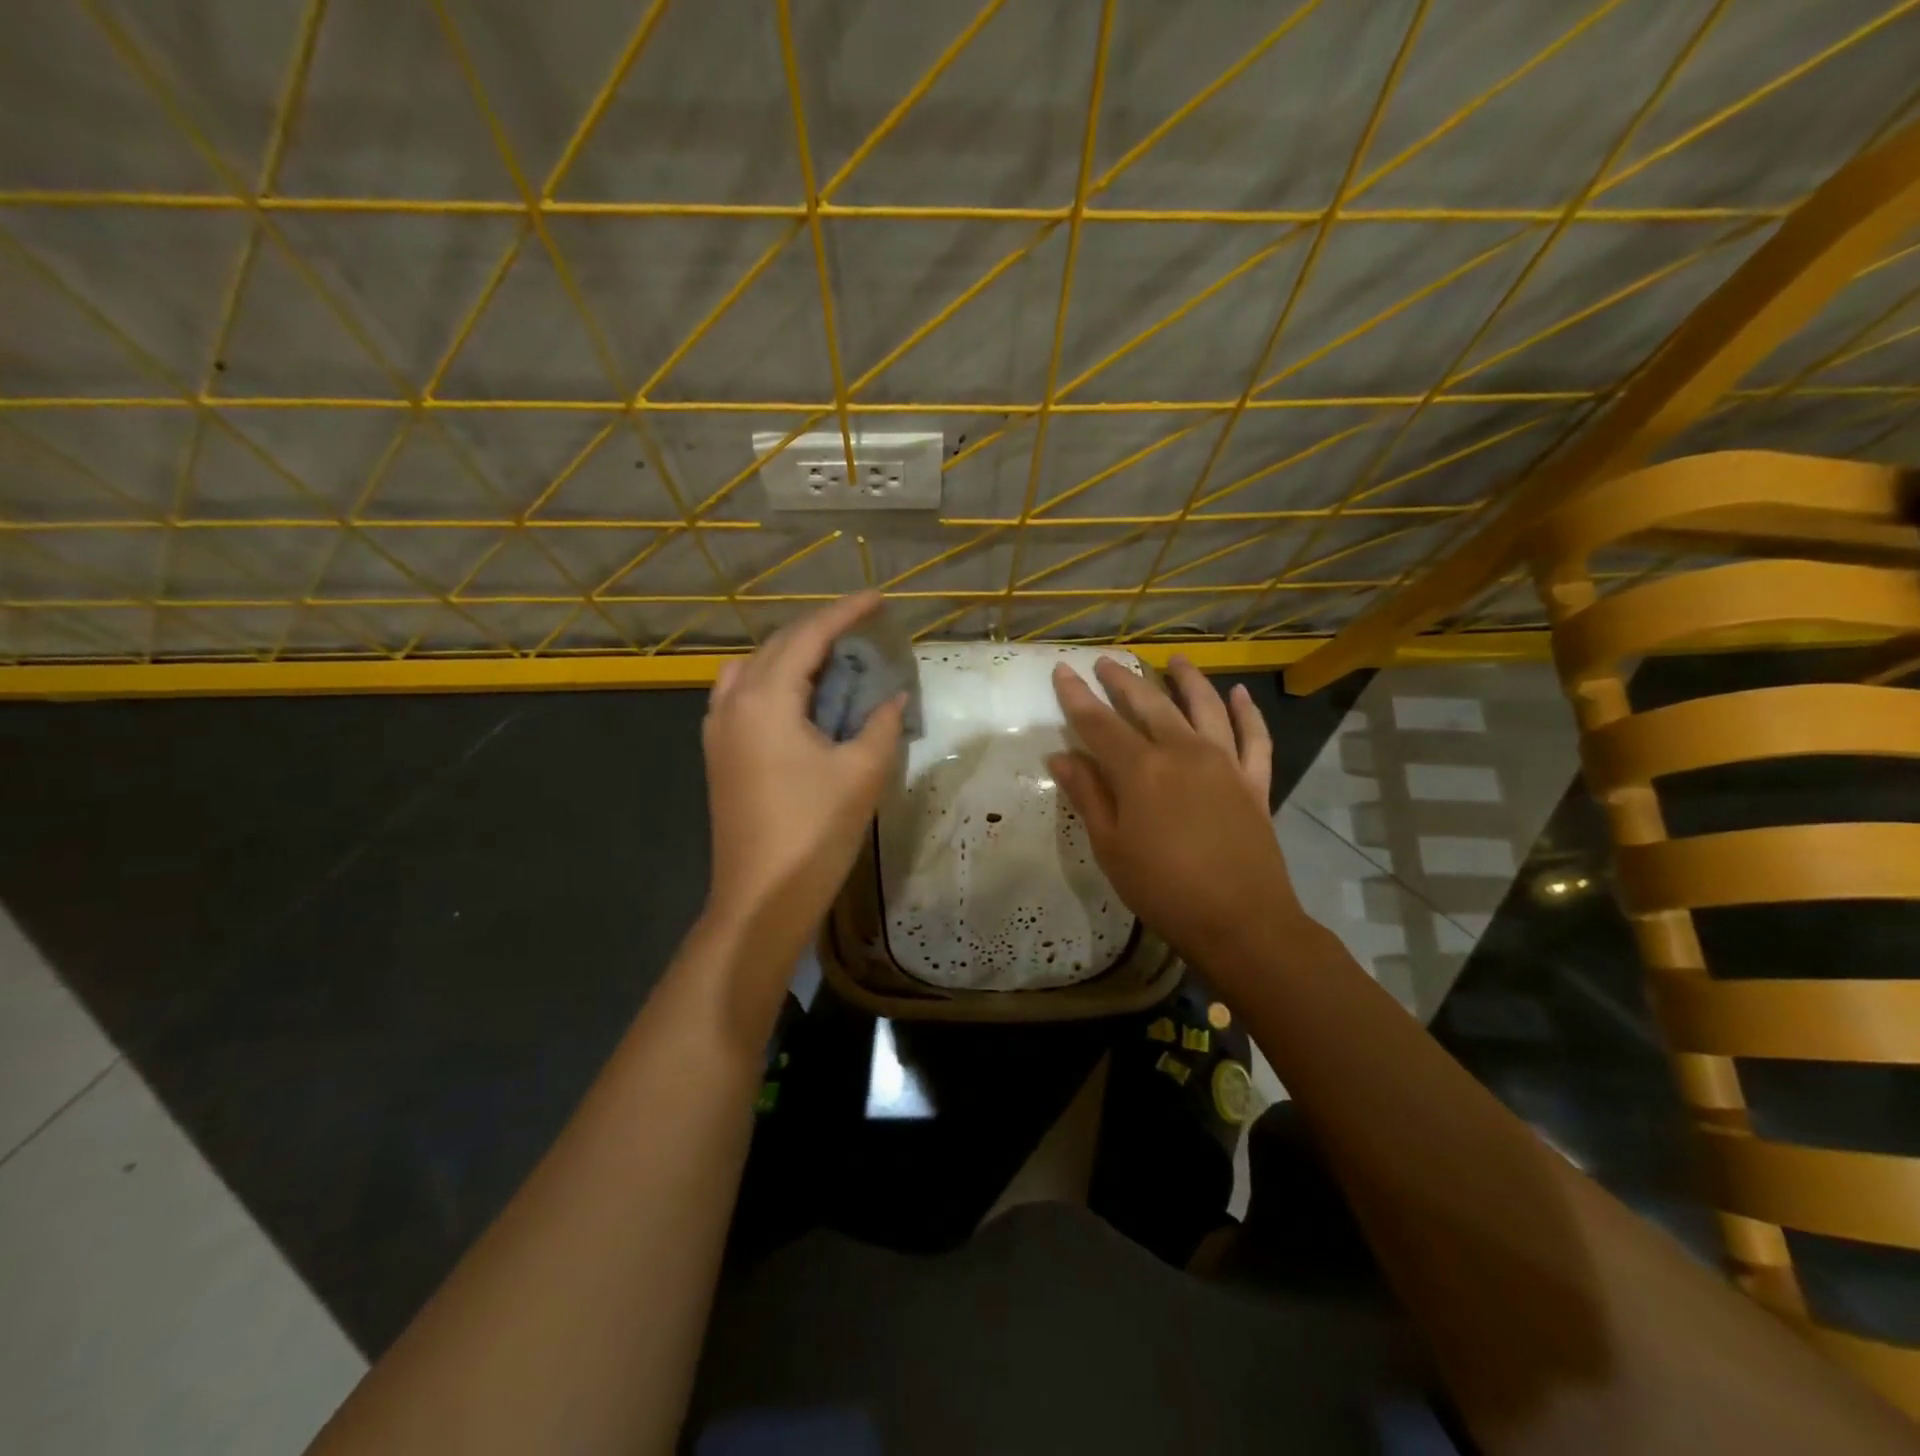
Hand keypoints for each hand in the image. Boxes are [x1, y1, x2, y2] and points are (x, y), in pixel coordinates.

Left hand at [701, 592, 905, 985]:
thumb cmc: (815, 832)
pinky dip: (772, 682)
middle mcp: (734, 703)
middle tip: (861, 630)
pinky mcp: (718, 754)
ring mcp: (718, 729)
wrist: (760, 897)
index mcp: (766, 699)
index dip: (845, 613)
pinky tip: (798, 700)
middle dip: (819, 631)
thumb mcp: (862, 773)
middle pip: (777, 646)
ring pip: (753, 669)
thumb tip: (894, 698)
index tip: (877, 598)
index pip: (808, 637)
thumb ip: (882, 724)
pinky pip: (742, 695)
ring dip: (791, 655)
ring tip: (830, 661)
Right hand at [1047, 655, 1303, 976]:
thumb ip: (1088, 795)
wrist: (1241, 921)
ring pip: (1204, 707)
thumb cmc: (1162, 889)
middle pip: (1149, 704)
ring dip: (1187, 679)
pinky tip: (1240, 694)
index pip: (1099, 722)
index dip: (1076, 696)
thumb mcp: (1110, 846)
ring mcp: (1224, 763)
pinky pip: (1254, 737)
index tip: (1063, 672)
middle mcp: (1183, 751)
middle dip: (1123, 680)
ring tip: (1174, 660)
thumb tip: (1061, 756)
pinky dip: (1248, 712)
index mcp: (1141, 769)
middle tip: (1105, 662)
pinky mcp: (1254, 782)